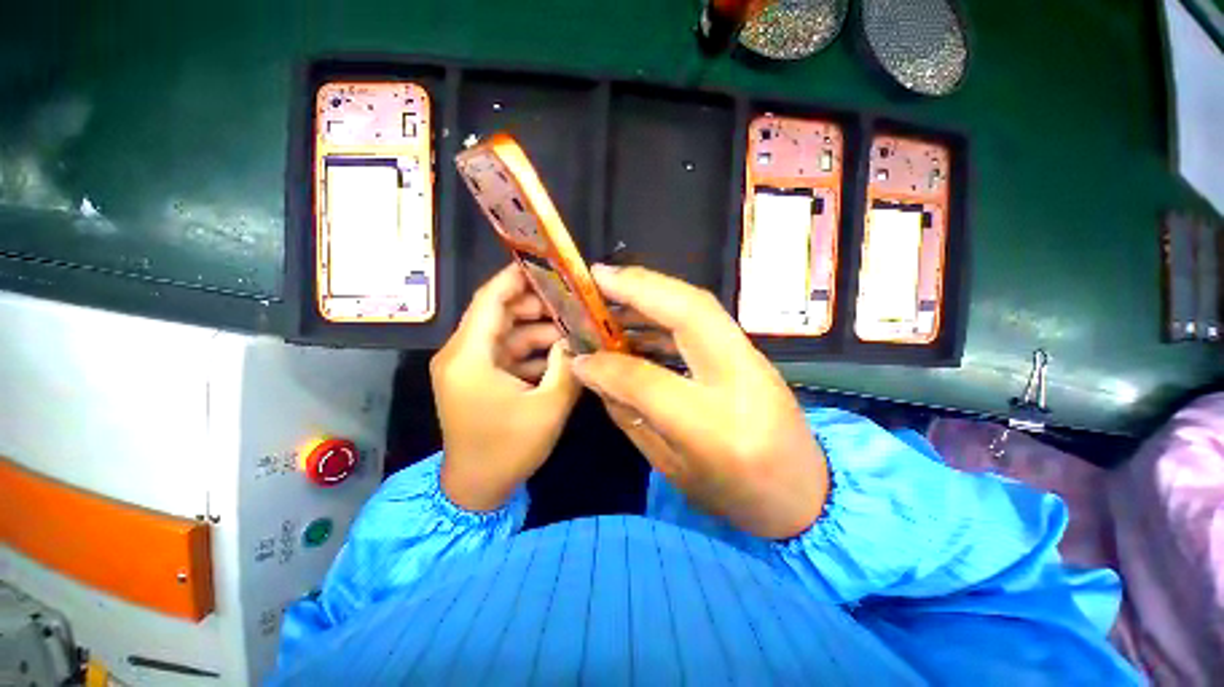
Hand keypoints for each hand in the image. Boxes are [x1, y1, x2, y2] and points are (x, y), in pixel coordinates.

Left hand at [431, 264, 581, 511]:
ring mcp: (468, 366)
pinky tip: (558, 353)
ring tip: (573, 330)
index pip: (490, 300)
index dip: (516, 278)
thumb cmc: (508, 448)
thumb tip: (577, 337)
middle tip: (573, 304)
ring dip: (538, 331)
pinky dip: (531, 350)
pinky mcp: (478, 378)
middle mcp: (461, 354)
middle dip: (537, 306)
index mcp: (469, 356)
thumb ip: (567, 365)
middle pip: (500, 314)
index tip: (546, 266)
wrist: (476, 489)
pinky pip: (506, 353)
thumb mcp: (548, 406)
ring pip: (506, 333)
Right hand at [572, 265, 827, 538]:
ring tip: (614, 293)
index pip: (648, 381)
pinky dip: (669, 309)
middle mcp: (739, 381)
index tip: (579, 355)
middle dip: (639, 286)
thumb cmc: (735, 496)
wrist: (806, 495)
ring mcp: (754, 361)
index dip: (607, 364)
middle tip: (598, 276)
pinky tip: (642, 320)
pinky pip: (706, 319)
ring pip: (701, 306)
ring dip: (653, 292)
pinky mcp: (753, 353)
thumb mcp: (673, 469)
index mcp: (713, 428)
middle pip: (690, 312)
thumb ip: (631, 416)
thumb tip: (595, 373)